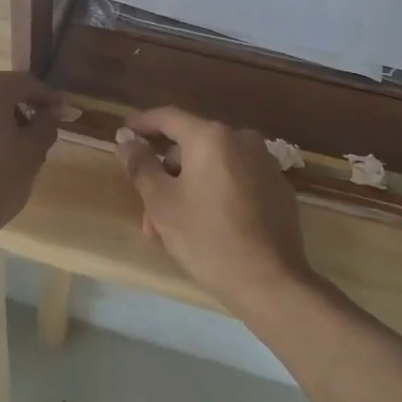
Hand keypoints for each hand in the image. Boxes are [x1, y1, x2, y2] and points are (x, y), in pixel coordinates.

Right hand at [118, 107, 315, 312]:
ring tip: (171, 231)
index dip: (142, 124)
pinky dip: (214, 195)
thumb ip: (141, 166)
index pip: (168, 117)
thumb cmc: (208, 238)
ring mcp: (264, 164)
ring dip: (187, 191)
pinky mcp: (278, 189)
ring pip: (212, 168)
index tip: (124, 134)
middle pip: (190, 148)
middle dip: (165, 177)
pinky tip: (205, 228)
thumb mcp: (162, 203)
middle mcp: (241, 140)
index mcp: (211, 137)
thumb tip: (126, 140)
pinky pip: (235, 181)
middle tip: (148, 212)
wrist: (271, 283)